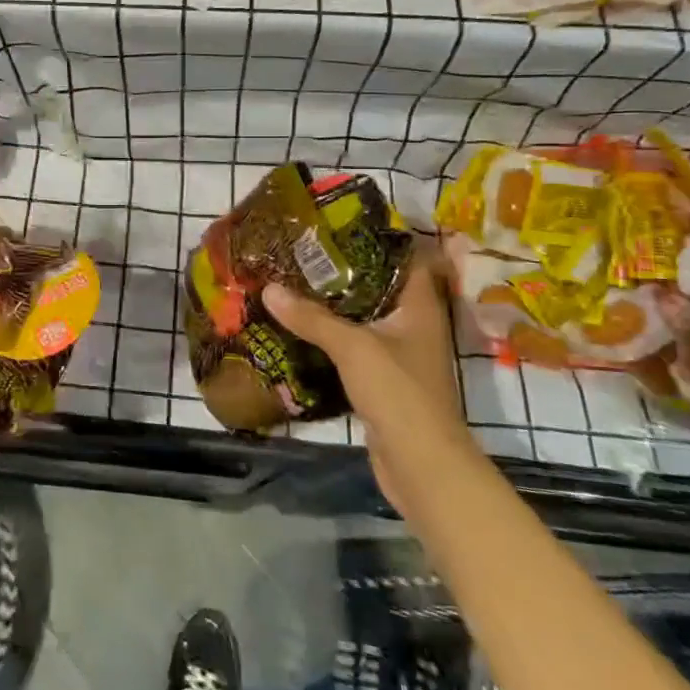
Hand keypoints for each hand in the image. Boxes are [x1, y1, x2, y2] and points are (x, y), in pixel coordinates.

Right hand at [264, 249, 476, 509]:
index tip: (340, 224)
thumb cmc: (398, 392)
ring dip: (334, 305)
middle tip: (305, 251)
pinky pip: (353, 346)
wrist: (420, 465)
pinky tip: (299, 327)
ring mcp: (399, 354)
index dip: (380, 238)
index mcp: (420, 307)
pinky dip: (331, 336)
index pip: (408, 258)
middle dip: (344, 270)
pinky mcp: (381, 380)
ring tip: (294, 281)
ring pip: (364, 318)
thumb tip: (269, 288)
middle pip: (379, 286)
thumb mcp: (353, 347)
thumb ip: (311, 317)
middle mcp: (413, 325)